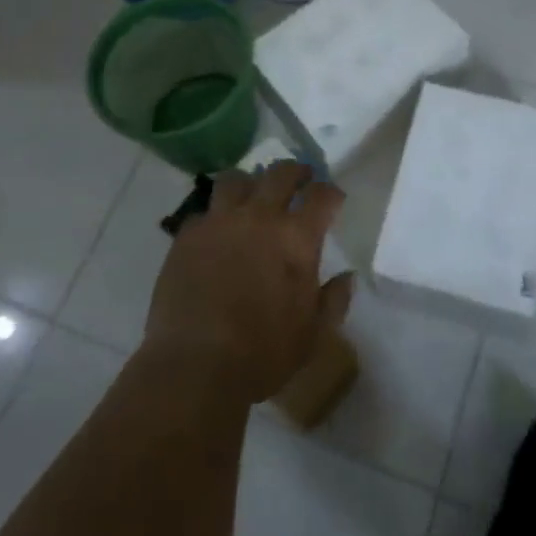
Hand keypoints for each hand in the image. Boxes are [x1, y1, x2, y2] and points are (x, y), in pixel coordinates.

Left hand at [143, 161, 353, 402]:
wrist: (196, 365)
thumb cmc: (263, 353)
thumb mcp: (313, 334)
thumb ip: (334, 300)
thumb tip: (347, 277)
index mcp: (296, 238)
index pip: (322, 196)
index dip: (330, 193)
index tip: (332, 199)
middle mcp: (259, 217)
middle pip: (281, 173)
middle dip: (295, 171)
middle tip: (300, 179)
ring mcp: (220, 221)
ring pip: (236, 179)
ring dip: (250, 183)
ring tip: (252, 195)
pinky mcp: (188, 235)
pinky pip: (204, 211)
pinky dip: (215, 216)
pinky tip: (217, 231)